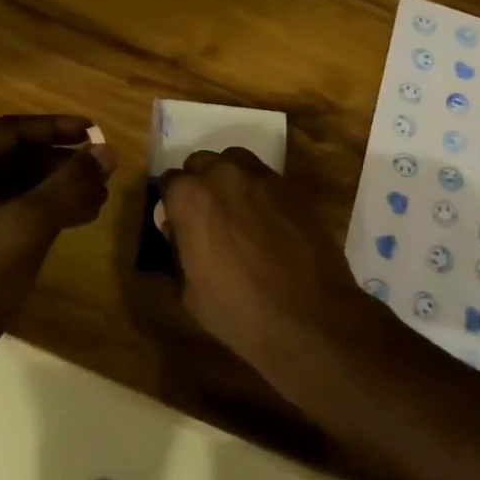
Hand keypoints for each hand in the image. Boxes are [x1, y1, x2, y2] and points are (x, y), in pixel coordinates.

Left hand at [0, 115, 114, 366]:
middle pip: (12, 158)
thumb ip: (69, 184)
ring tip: (98, 199)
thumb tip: (106, 152)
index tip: (95, 132)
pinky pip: (5, 212)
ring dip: (55, 190)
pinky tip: (75, 220)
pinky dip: (39, 212)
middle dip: (60, 164)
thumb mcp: (28, 225)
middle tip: (102, 171)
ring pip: (12, 187)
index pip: (10, 130)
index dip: (56, 128)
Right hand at [157, 148, 373, 378]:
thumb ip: (179, 250)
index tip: (179, 227)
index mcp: (190, 196)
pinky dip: (260, 193)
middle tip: (208, 219)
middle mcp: (223, 174)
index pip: (169, 183)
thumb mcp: (189, 292)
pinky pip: (266, 179)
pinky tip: (268, 222)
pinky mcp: (292, 187)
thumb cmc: (239, 310)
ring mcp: (262, 177)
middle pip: (201, 164)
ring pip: (235, 163)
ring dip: (230, 181)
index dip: (172, 206)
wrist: (309, 317)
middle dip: (200, 186)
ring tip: (238, 214)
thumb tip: (179, 232)